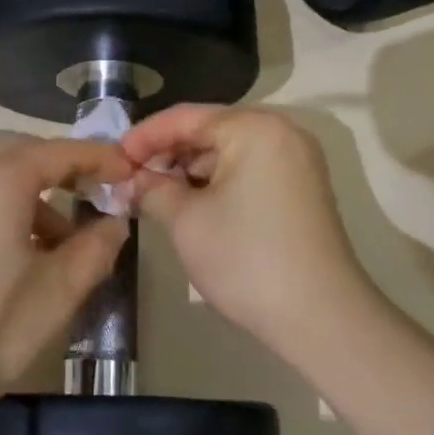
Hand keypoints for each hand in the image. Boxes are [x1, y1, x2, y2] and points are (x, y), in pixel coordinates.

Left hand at [0, 132, 133, 425]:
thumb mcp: (56, 293)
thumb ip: (94, 249)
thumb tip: (114, 223)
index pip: (59, 151)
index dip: (99, 157)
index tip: (128, 171)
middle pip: (18, 150)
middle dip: (59, 164)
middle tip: (91, 194)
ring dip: (29, 189)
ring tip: (57, 241)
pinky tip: (14, 255)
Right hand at [121, 106, 371, 351]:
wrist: (320, 316)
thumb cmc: (246, 258)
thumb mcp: (186, 221)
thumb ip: (152, 189)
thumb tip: (131, 180)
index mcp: (254, 128)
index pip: (186, 117)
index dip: (143, 136)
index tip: (113, 158)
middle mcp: (282, 132)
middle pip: (210, 130)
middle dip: (167, 153)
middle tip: (131, 178)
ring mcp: (298, 160)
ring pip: (229, 151)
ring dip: (191, 169)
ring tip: (155, 194)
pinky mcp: (303, 188)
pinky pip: (250, 170)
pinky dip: (218, 182)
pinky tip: (191, 203)